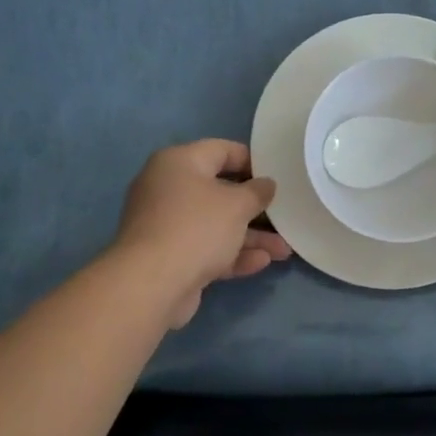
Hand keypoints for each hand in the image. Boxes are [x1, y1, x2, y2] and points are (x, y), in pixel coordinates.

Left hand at [114, 140, 291, 328]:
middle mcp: (168, 188)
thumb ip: (258, 191)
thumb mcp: (237, 204)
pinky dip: (232, 254)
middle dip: (255, 208)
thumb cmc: (197, 228)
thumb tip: (266, 184)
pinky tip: (262, 263)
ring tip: (284, 250)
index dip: (253, 161)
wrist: (151, 284)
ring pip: (216, 224)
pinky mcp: (169, 256)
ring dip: (250, 236)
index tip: (278, 176)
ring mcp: (166, 225)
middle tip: (284, 215)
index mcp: (179, 163)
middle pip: (220, 191)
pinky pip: (206, 248)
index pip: (222, 150)